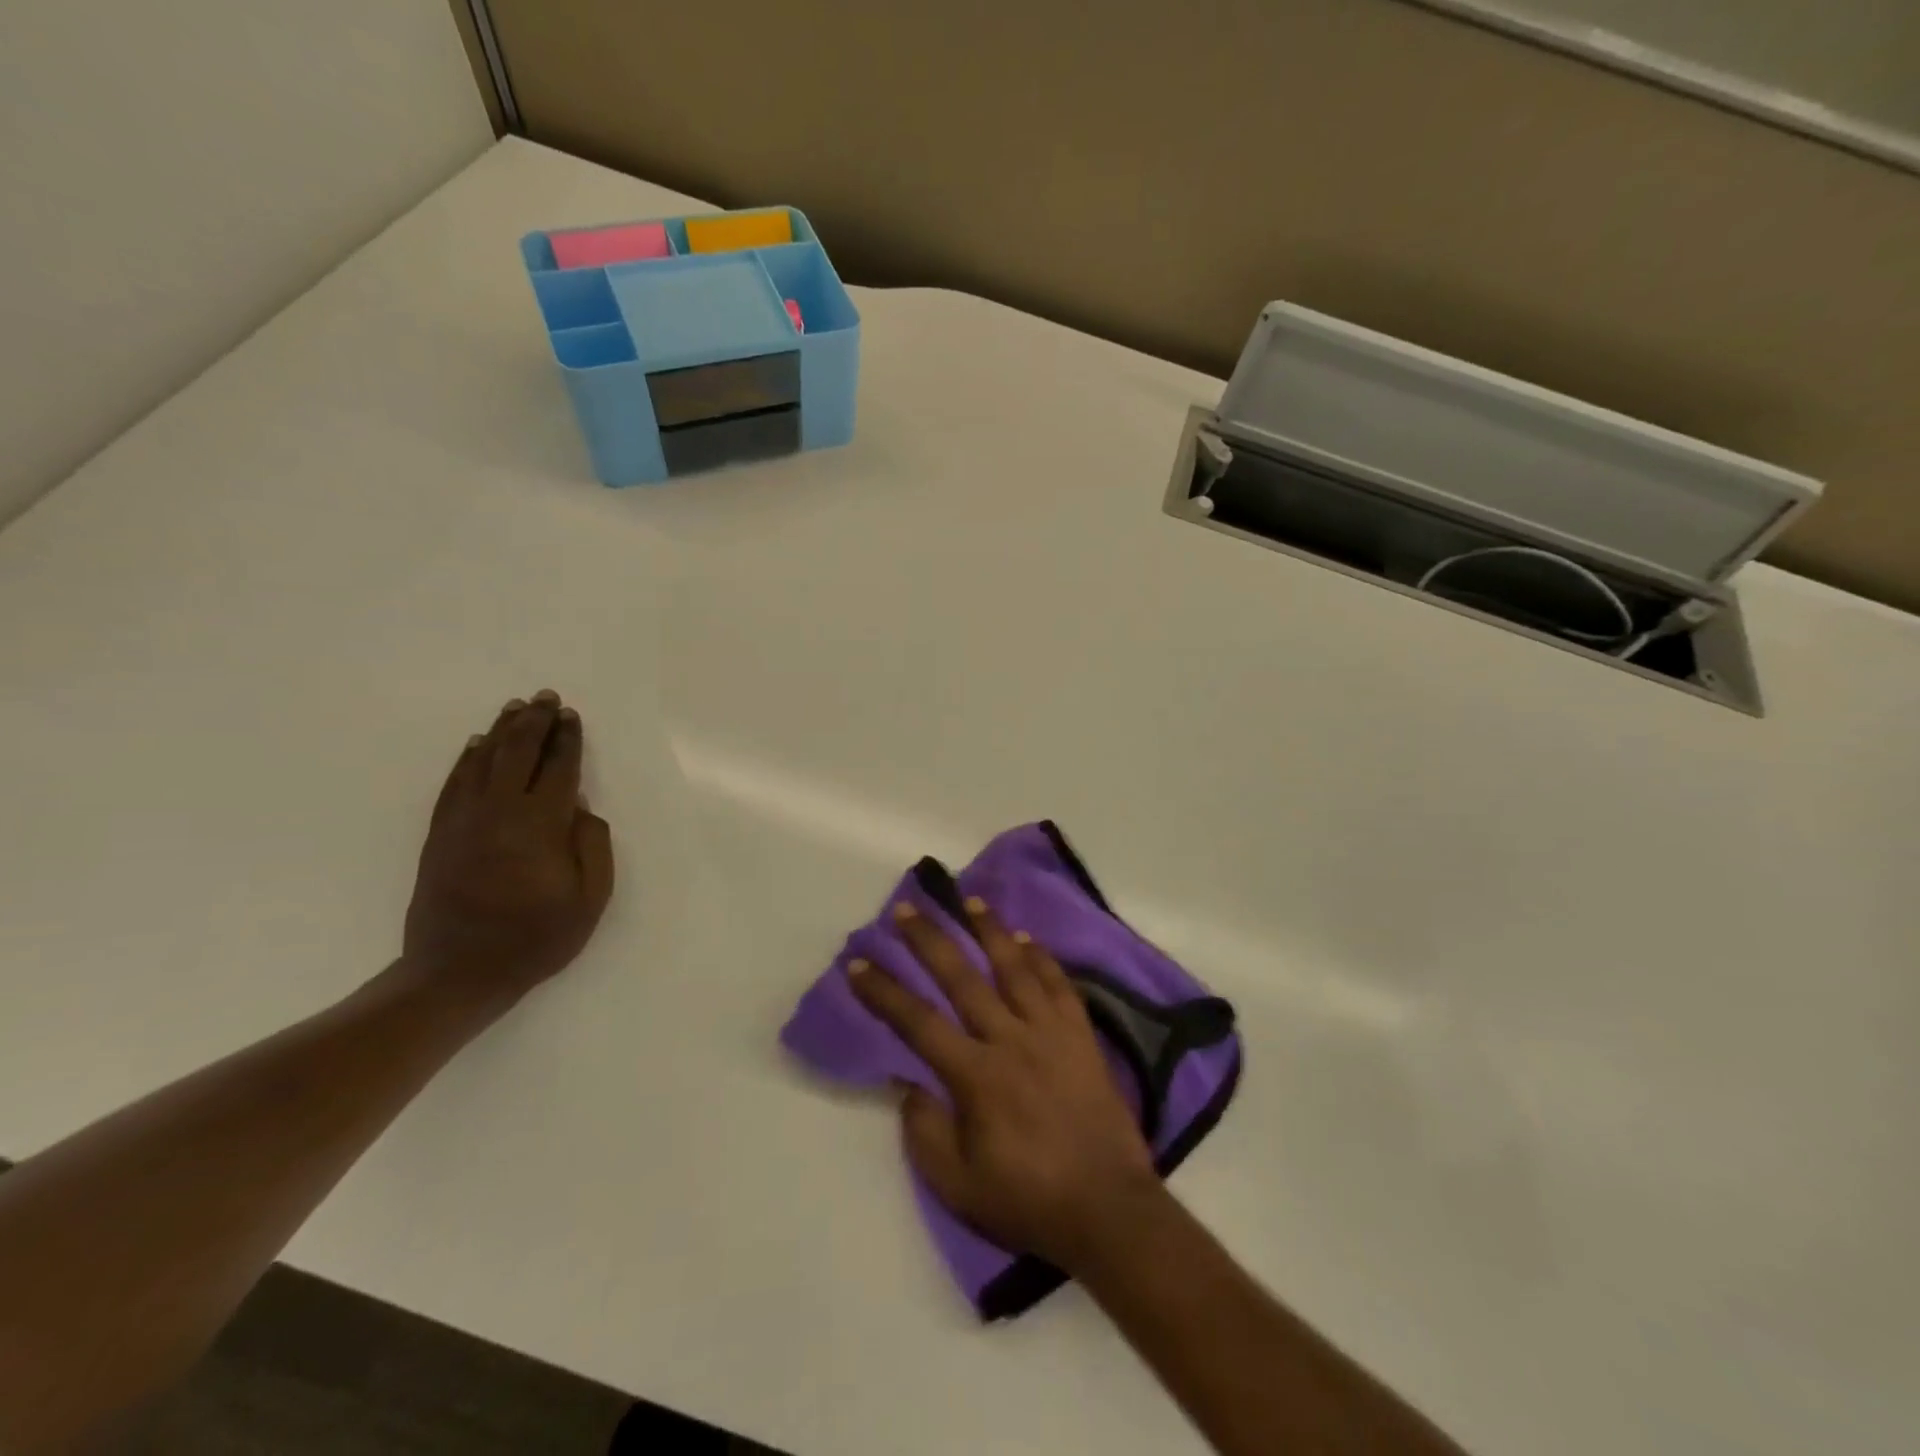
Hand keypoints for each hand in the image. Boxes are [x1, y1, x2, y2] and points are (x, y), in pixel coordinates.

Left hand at [402, 690, 614, 1009]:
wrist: (457, 972)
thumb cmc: (536, 938)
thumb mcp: (590, 900)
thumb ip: (593, 846)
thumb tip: (582, 807)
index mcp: (541, 826)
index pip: (558, 769)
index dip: (567, 740)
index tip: (571, 717)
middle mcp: (500, 812)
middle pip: (518, 753)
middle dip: (535, 722)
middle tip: (546, 697)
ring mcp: (463, 821)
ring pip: (483, 761)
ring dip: (502, 731)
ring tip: (516, 708)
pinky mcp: (440, 834)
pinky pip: (454, 783)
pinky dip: (467, 759)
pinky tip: (478, 745)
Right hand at [847, 898, 1162, 1270]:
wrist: (1109, 1209)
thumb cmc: (1027, 1200)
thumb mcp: (958, 1185)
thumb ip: (924, 1130)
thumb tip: (906, 1082)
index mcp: (976, 1076)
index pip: (917, 1022)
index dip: (884, 991)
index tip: (858, 965)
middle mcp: (1010, 1039)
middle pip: (962, 978)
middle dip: (929, 940)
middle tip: (906, 908)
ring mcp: (1050, 1032)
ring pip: (1014, 967)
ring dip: (989, 930)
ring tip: (968, 899)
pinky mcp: (1081, 1035)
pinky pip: (1058, 984)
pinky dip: (1041, 957)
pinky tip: (1027, 938)